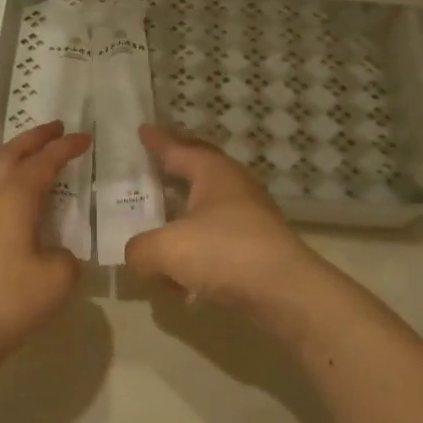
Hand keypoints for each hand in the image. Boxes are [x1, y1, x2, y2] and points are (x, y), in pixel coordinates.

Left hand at [0, 120, 90, 378]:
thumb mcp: (56, 280)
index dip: (65, 148)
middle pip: (9, 156)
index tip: (86, 137)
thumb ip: (67, 258)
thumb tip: (57, 254)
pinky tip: (27, 214)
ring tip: (43, 166)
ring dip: (20, 163)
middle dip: (33, 139)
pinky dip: (14, 192)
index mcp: (13, 200)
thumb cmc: (6, 301)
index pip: (43, 163)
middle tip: (56, 129)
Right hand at [124, 125, 328, 315]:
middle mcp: (234, 187)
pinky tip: (181, 275)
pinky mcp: (257, 246)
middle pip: (199, 169)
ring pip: (208, 206)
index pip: (178, 149)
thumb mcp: (166, 250)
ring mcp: (250, 216)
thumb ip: (140, 249)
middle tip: (155, 161)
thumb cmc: (224, 253)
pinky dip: (196, 247)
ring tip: (161, 220)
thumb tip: (136, 255)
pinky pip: (216, 238)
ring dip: (184, 212)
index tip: (143, 129)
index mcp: (212, 173)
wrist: (286, 292)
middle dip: (176, 166)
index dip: (157, 141)